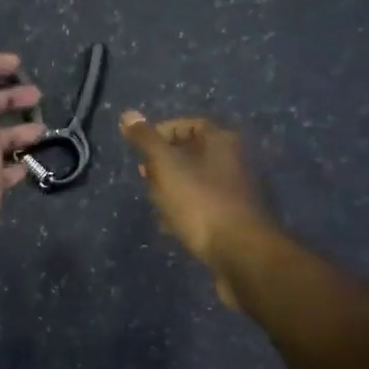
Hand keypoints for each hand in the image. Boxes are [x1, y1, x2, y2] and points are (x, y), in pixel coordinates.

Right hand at [119, 112, 270, 309]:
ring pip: (197, 182)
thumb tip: (128, 114)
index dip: (161, 134)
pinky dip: (186, 211)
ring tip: (154, 203)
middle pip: (193, 154)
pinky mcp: (236, 219)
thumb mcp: (166, 166)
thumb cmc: (200, 201)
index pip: (188, 125)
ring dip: (173, 190)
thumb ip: (146, 140)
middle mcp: (235, 160)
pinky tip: (172, 226)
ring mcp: (238, 191)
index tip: (140, 151)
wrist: (240, 253)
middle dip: (165, 165)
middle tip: (145, 178)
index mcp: (222, 141)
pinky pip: (205, 207)